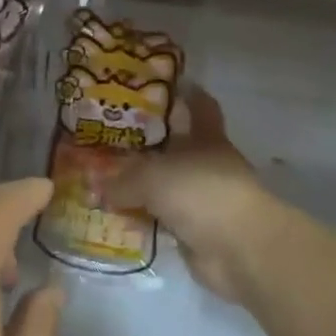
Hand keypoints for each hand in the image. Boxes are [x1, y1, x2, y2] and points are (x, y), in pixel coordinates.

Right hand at [104, 86, 273, 305]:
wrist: (238, 248)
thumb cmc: (199, 192)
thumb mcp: (151, 177)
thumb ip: (122, 181)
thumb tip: (97, 188)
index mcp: (207, 139)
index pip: (201, 108)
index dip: (187, 96)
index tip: (167, 86)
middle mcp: (208, 165)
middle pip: (177, 149)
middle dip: (149, 147)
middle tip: (113, 141)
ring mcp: (205, 200)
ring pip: (167, 187)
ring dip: (143, 188)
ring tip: (105, 182)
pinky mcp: (198, 232)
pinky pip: (163, 220)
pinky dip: (145, 220)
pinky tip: (118, 219)